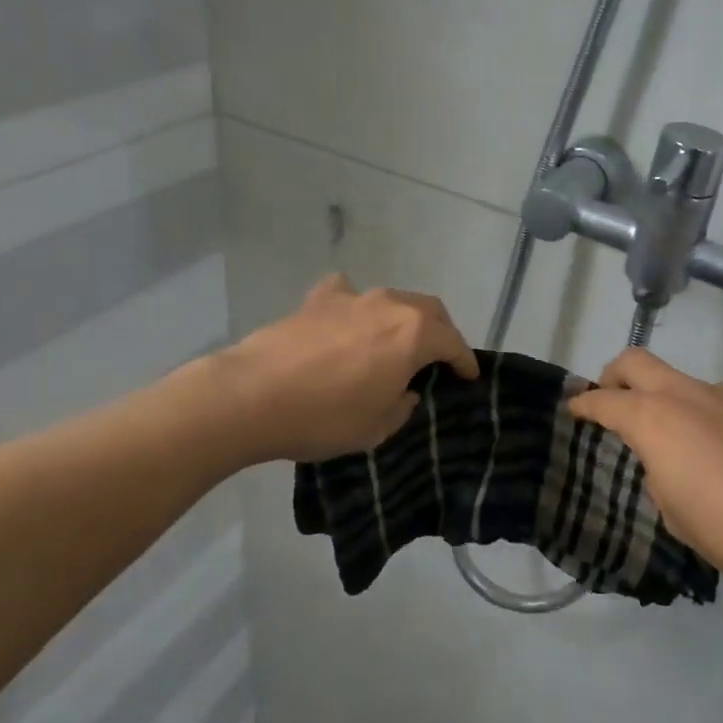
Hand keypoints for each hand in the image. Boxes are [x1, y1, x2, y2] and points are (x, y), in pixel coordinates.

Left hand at [210, 274, 478, 463]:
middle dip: (441, 331)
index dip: (465, 361)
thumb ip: (402, 404)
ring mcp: (352, 298)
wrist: (252, 396)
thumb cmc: (325, 417)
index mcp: (413, 334)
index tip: (470, 376)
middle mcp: (389, 305)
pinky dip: (356, 306)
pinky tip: (347, 320)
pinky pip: (347, 295)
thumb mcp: (377, 427)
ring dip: (402, 318)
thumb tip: (403, 390)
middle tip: (439, 356)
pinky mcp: (317, 300)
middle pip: (429, 310)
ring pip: (392, 300)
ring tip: (396, 341)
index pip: (453, 342)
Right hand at [567, 349, 722, 594]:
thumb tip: (671, 462)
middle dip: (615, 374)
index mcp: (655, 420)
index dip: (584, 403)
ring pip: (687, 384)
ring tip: (692, 449)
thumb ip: (661, 476)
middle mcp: (688, 395)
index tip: (574, 406)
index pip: (605, 401)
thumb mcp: (676, 515)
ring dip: (674, 403)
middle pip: (637, 361)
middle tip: (612, 397)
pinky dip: (717, 421)